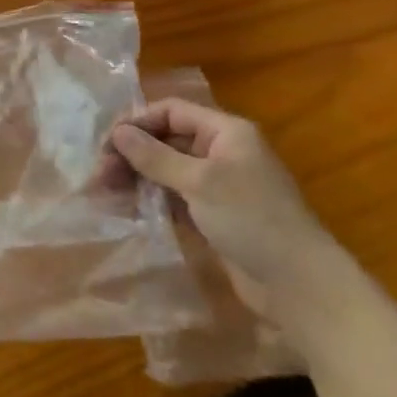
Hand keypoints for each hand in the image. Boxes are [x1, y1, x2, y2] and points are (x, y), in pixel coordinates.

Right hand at [104, 99, 359, 335]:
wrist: (298, 284)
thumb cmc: (252, 219)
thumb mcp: (199, 182)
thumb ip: (155, 156)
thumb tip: (117, 132)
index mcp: (226, 132)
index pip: (171, 112)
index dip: (137, 122)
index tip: (105, 144)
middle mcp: (220, 152)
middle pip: (165, 140)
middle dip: (130, 154)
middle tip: (98, 175)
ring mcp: (216, 185)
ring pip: (164, 170)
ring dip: (134, 178)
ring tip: (103, 193)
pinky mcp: (211, 215)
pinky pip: (171, 197)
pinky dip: (148, 199)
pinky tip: (124, 208)